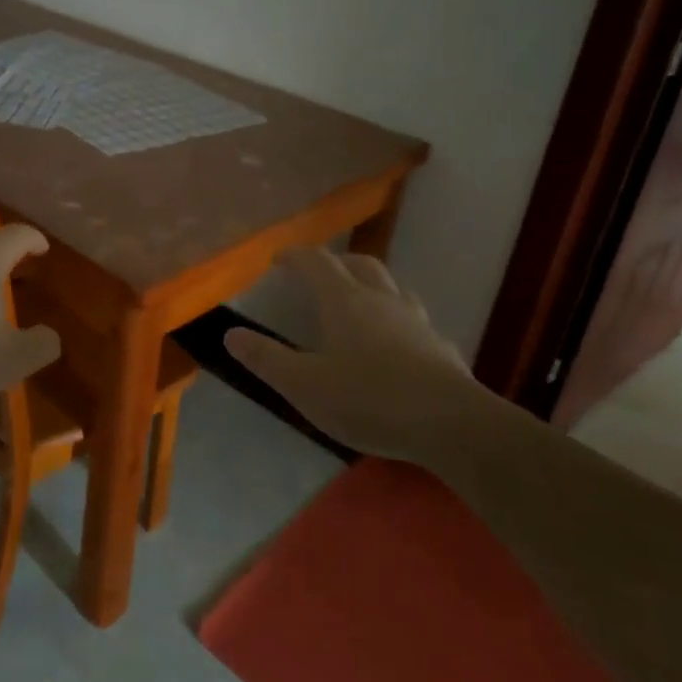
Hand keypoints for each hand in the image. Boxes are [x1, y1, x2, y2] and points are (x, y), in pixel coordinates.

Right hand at [224, 247, 492, 456]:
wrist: (452, 426)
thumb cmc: (369, 399)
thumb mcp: (305, 385)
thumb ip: (266, 359)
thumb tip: (230, 334)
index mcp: (345, 301)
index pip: (317, 261)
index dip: (296, 255)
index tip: (279, 259)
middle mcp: (382, 300)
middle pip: (360, 264)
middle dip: (337, 263)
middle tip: (320, 274)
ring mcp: (417, 322)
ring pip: (393, 288)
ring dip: (373, 286)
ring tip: (360, 303)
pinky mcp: (441, 348)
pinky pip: (416, 322)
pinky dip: (400, 322)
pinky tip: (399, 345)